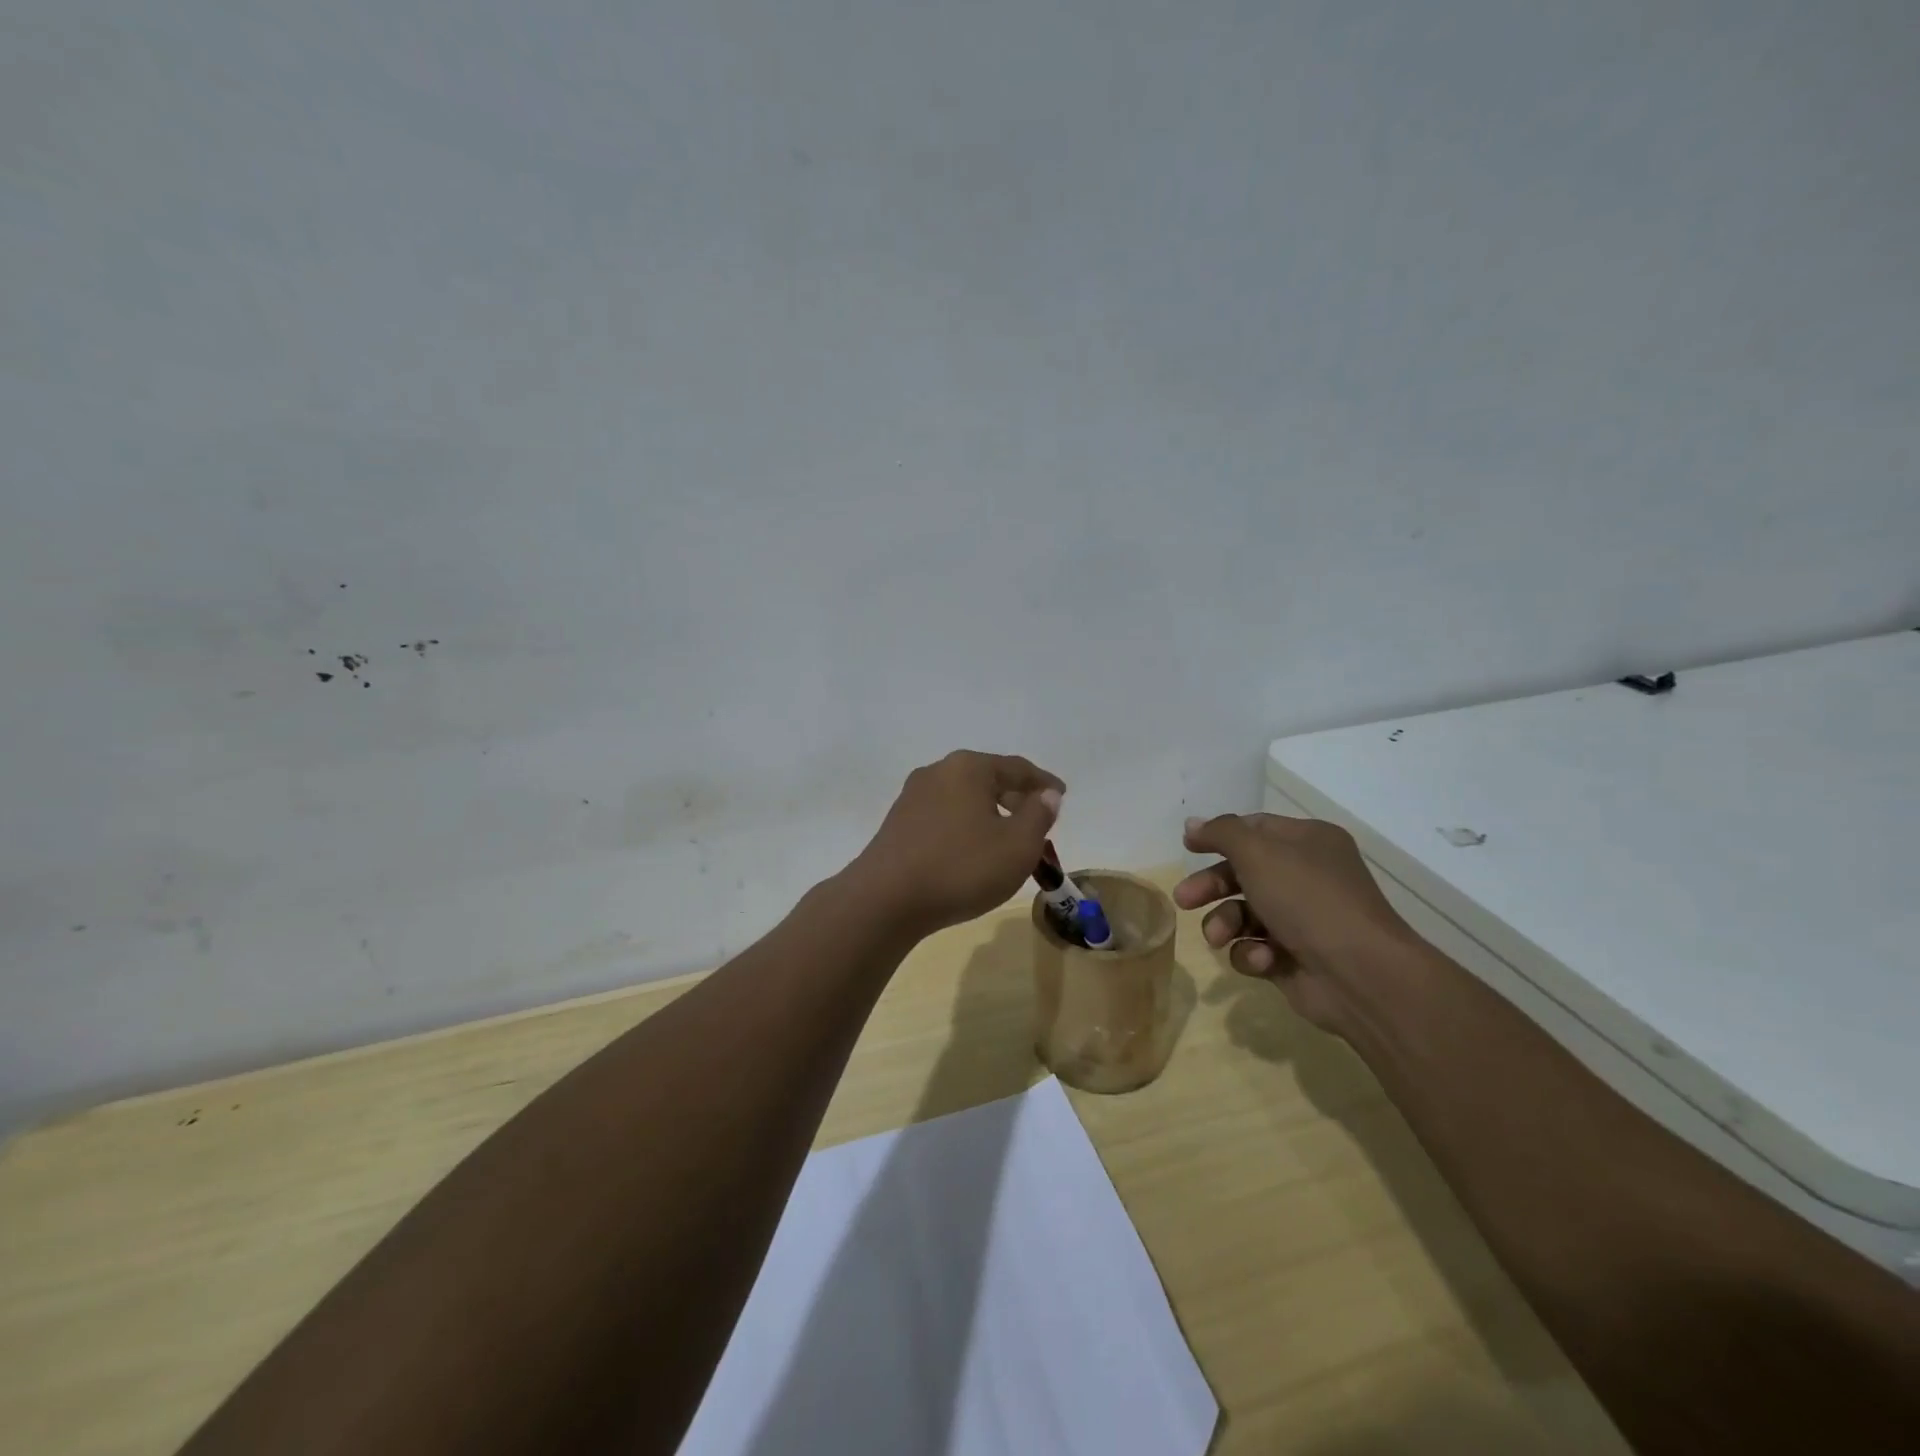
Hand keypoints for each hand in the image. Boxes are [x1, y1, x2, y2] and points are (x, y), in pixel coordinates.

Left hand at [850, 751, 1063, 936]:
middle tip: (1039, 822)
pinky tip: (972, 852)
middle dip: (1016, 800)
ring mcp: (913, 796)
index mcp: (969, 768)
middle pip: (988, 779)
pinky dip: (966, 827)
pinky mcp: (898, 823)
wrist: (885, 900)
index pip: (1017, 768)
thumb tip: (1046, 794)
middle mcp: (938, 772)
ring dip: (991, 816)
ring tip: (1008, 841)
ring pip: (965, 799)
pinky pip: (944, 816)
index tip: (1062, 796)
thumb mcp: (1017, 845)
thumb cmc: (961, 867)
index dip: (1044, 783)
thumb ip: (1038, 815)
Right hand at [1173, 812, 1419, 1031]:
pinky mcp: (1293, 958)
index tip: (1187, 847)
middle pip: (1243, 873)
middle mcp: (1306, 876)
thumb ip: (1221, 833)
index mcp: (1307, 842)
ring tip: (1218, 937)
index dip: (1219, 836)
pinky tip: (1263, 959)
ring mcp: (1301, 919)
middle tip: (1184, 899)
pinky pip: (1256, 948)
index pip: (1254, 829)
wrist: (1359, 974)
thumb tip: (1192, 824)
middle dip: (1211, 887)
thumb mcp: (1258, 852)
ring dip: (1225, 923)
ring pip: (1243, 913)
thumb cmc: (1307, 899)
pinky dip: (1252, 953)